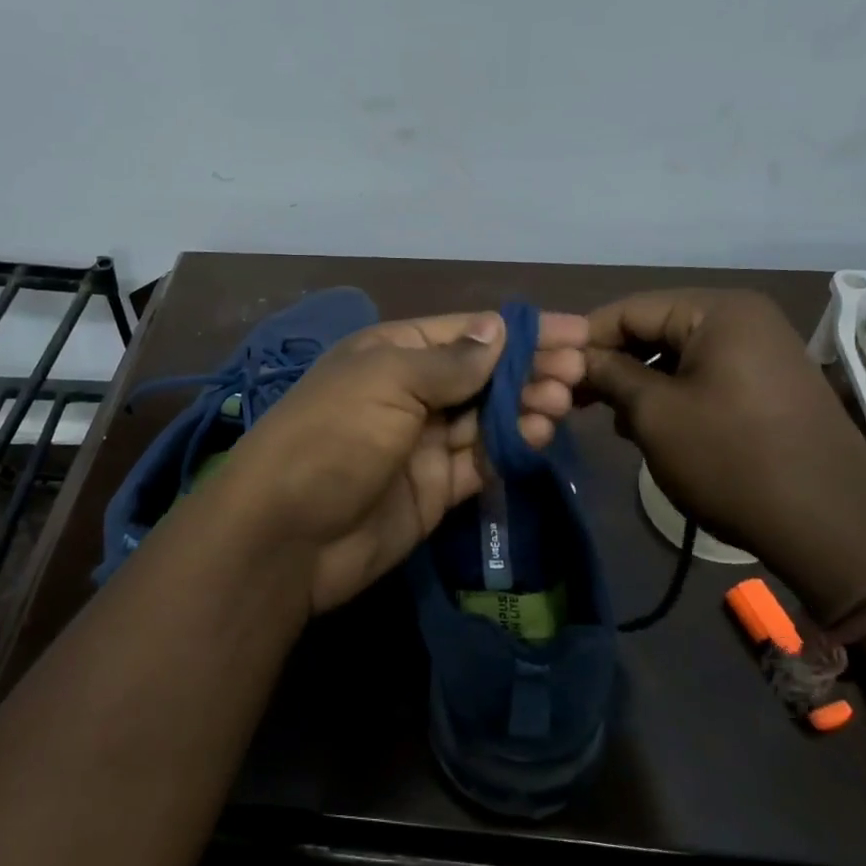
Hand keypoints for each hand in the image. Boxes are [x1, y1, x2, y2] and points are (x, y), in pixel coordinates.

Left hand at [218, 310, 588, 613]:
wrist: (287, 536)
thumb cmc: (334, 436)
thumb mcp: (388, 381)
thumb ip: (450, 361)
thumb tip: (498, 330)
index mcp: (392, 352)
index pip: (468, 332)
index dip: (520, 330)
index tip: (576, 332)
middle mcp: (410, 392)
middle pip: (483, 374)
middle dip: (530, 368)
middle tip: (578, 372)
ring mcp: (423, 442)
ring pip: (487, 417)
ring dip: (526, 406)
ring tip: (562, 402)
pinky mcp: (434, 488)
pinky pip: (481, 460)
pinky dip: (511, 447)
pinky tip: (538, 434)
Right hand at [581, 290, 865, 616]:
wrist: (833, 528)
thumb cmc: (732, 460)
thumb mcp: (656, 415)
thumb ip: (609, 375)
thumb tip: (576, 359)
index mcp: (719, 311)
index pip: (630, 308)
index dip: (585, 339)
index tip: (550, 372)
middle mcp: (745, 319)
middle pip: (655, 329)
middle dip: (613, 364)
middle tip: (575, 400)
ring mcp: (763, 352)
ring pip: (678, 356)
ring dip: (640, 384)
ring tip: (613, 421)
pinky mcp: (770, 386)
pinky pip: (706, 376)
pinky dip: (673, 396)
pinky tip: (653, 429)